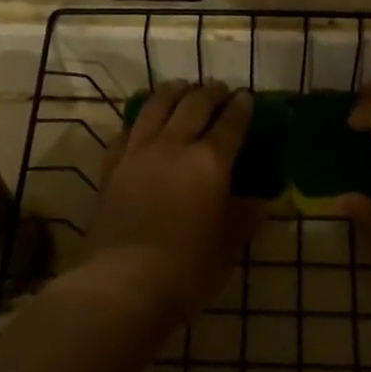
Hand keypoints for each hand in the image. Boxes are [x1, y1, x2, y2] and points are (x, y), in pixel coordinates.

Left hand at [81, 82, 258, 322]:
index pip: (231, 123)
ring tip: (182, 88)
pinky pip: (126, 131)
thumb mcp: (228, 246)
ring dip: (173, 92)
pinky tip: (143, 121)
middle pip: (193, 105)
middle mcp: (174, 146)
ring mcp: (138, 153)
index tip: (247, 97)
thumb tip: (259, 201)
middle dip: (210, 92)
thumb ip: (243, 217)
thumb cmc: (186, 270)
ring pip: (156, 107)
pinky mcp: (111, 166)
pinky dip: (139, 119)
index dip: (242, 107)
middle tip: (219, 89)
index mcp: (210, 162)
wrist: (121, 284)